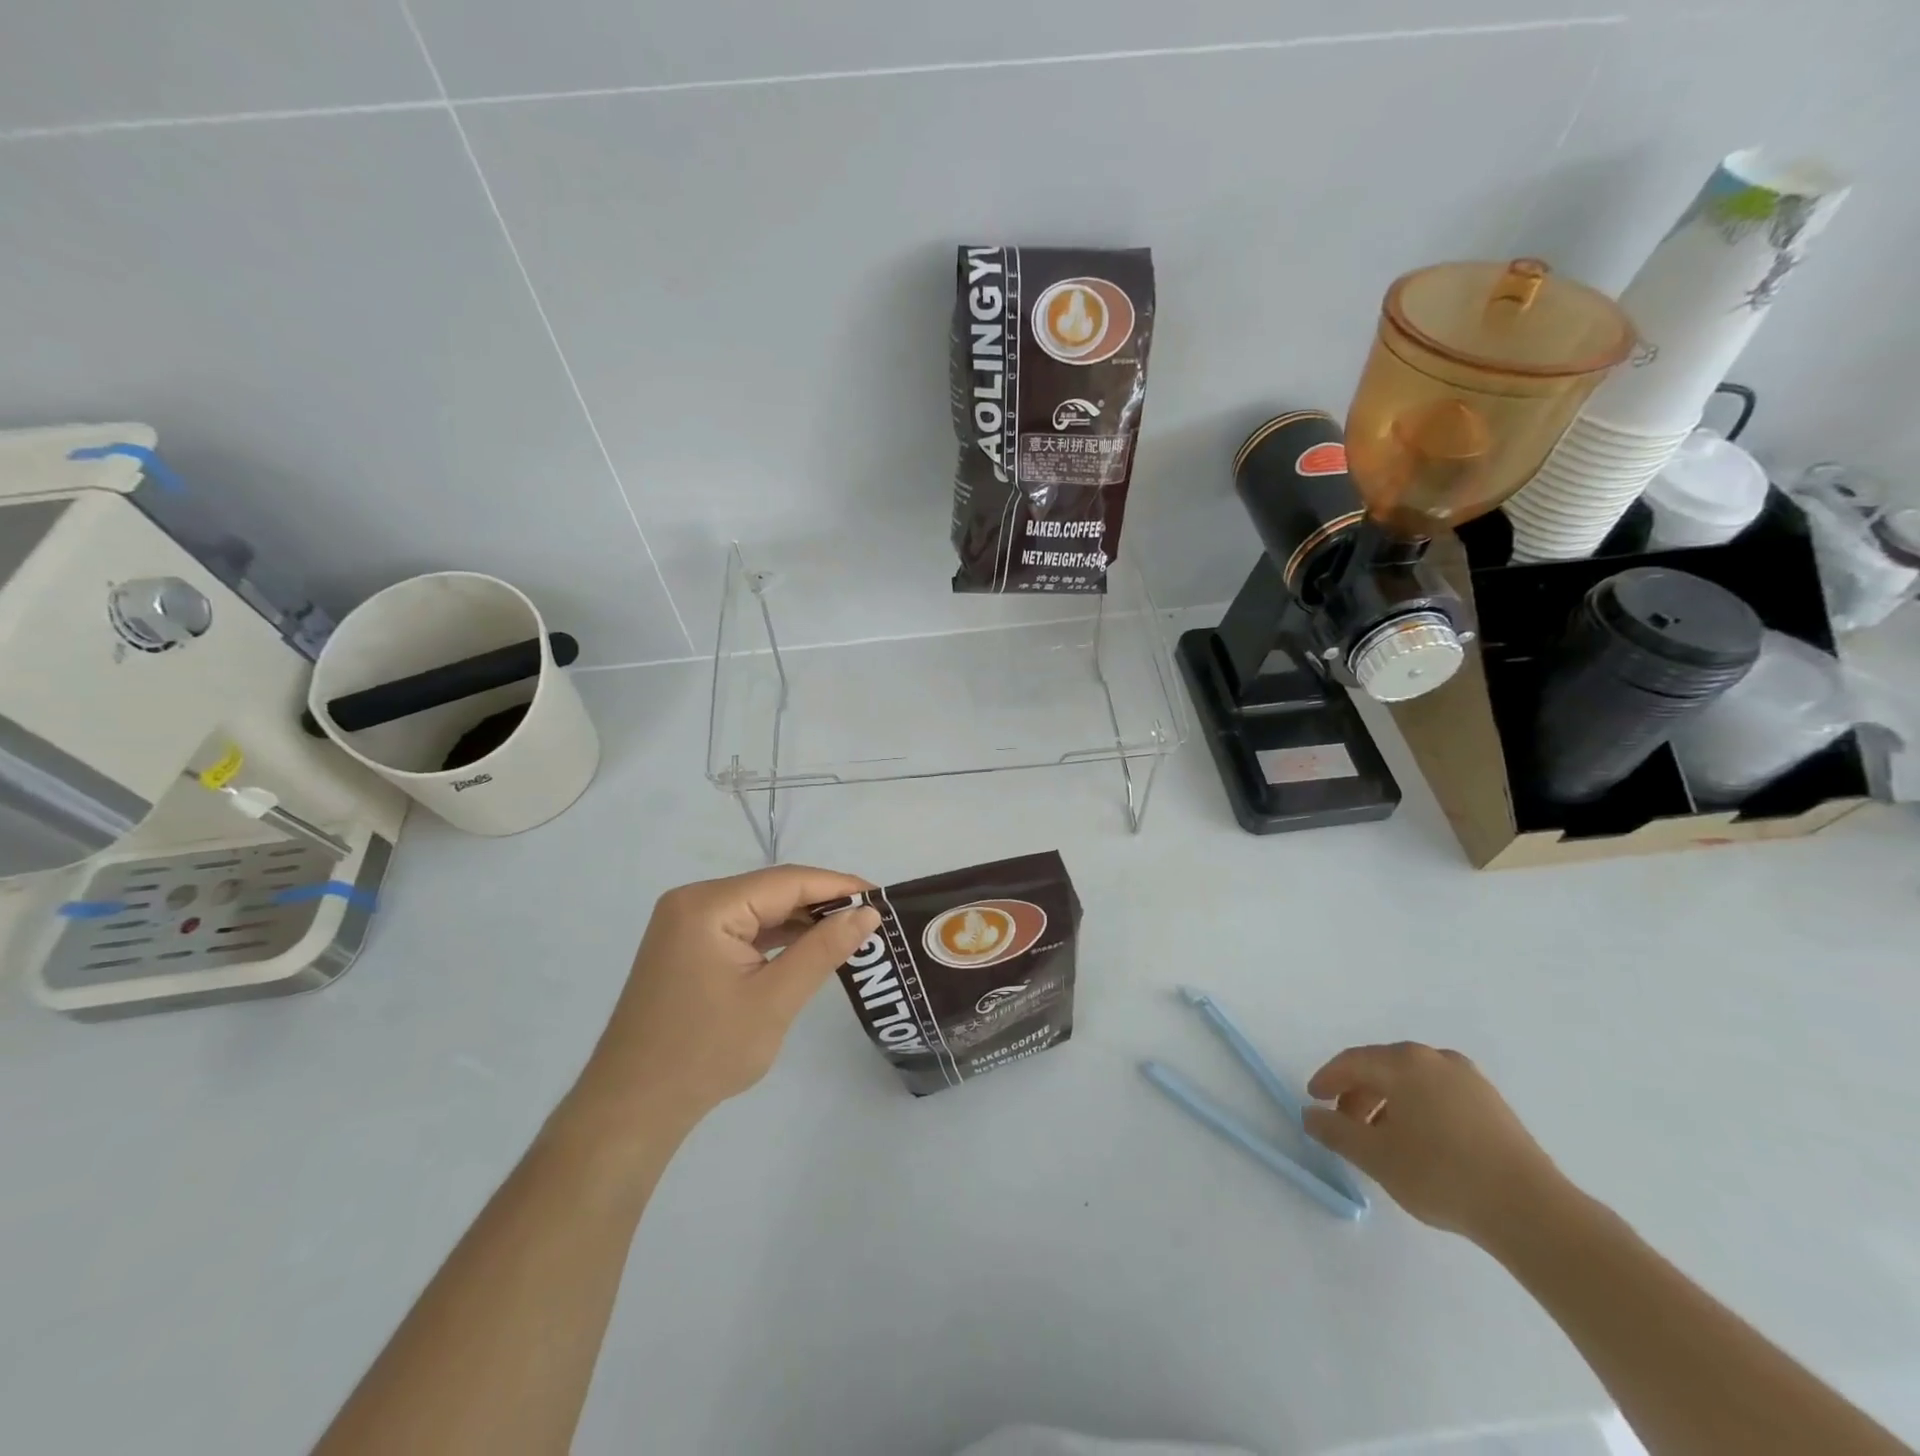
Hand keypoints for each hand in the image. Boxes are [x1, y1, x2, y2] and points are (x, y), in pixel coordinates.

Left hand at [576, 865, 879, 1132]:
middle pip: (772, 890)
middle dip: (823, 903)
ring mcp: (686, 924)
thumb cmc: (705, 1053)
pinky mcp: (687, 946)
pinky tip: (808, 948)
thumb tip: (868, 913)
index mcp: (708, 905)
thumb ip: (823, 949)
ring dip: (801, 921)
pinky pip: (742, 928)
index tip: (883, 898)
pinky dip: (776, 937)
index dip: (839, 886)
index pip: (788, 881)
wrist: (632, 1108)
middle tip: (872, 920)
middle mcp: (693, 901)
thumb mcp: (775, 999)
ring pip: (759, 908)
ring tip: (850, 933)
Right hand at [1302, 1042, 1572, 1246]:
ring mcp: (1469, 1079)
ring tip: (1383, 1139)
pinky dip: (1418, 1109)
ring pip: (1412, 1082)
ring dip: (1389, 1104)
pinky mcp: (1493, 1104)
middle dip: (1358, 1094)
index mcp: (1403, 1062)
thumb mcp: (1376, 1157)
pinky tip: (1421, 1143)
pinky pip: (1439, 1094)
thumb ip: (1335, 1132)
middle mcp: (1434, 1059)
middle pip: (1382, 1069)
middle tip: (1346, 1125)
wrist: (1532, 1212)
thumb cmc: (1442, 1175)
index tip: (1314, 1101)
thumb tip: (1309, 1115)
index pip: (1352, 1062)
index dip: (1328, 1080)